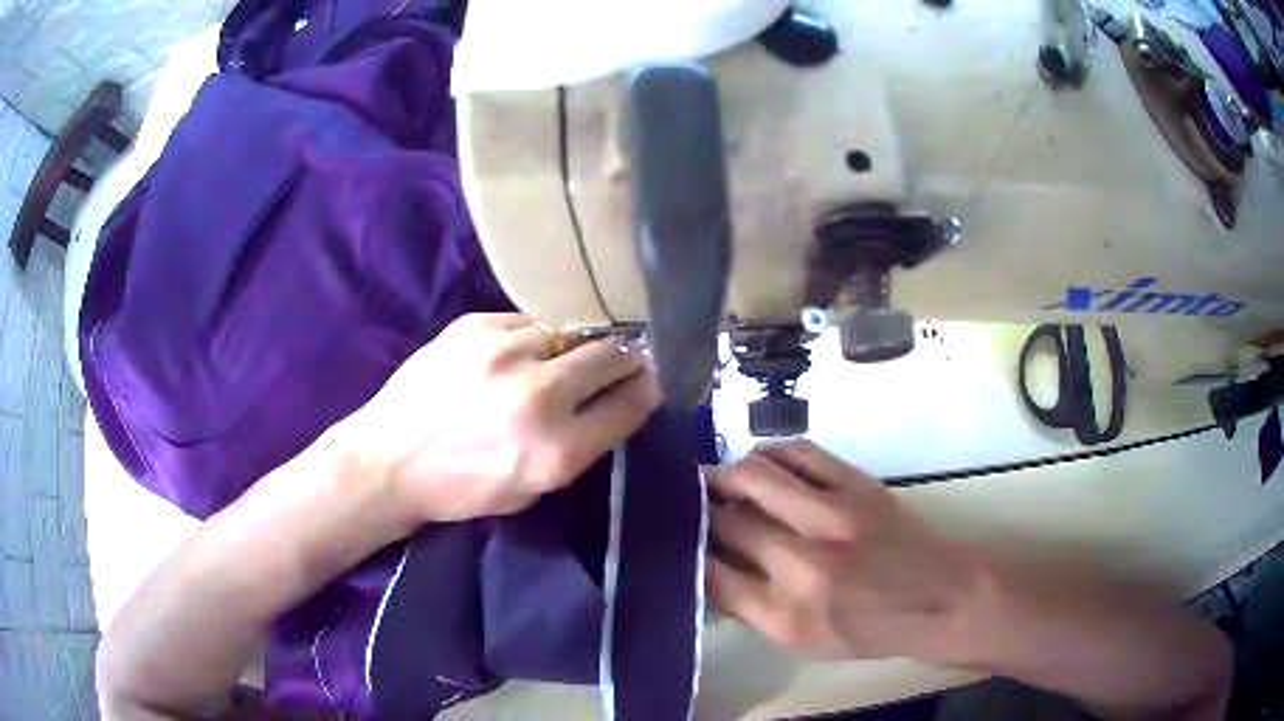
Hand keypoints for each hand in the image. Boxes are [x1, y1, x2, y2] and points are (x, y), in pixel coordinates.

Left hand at [339, 313, 660, 526]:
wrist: (388, 460)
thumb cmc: (461, 487)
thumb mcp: (532, 489)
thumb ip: (580, 447)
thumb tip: (614, 400)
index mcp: (558, 450)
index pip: (631, 405)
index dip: (651, 388)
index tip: (655, 378)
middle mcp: (539, 395)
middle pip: (612, 356)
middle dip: (625, 357)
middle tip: (623, 358)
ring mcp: (505, 352)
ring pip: (569, 332)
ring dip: (572, 347)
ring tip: (557, 359)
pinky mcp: (475, 326)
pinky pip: (526, 322)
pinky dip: (531, 338)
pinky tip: (515, 355)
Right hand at [708, 440, 982, 662]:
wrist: (938, 595)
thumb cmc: (867, 627)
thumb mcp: (800, 640)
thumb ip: (747, 606)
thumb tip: (703, 566)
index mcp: (786, 614)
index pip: (710, 574)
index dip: (686, 552)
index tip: (676, 540)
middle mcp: (804, 563)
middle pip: (726, 521)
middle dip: (699, 512)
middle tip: (689, 508)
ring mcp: (833, 516)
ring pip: (753, 475)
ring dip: (727, 476)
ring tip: (721, 484)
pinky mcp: (857, 484)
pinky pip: (797, 452)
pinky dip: (769, 455)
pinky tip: (763, 467)